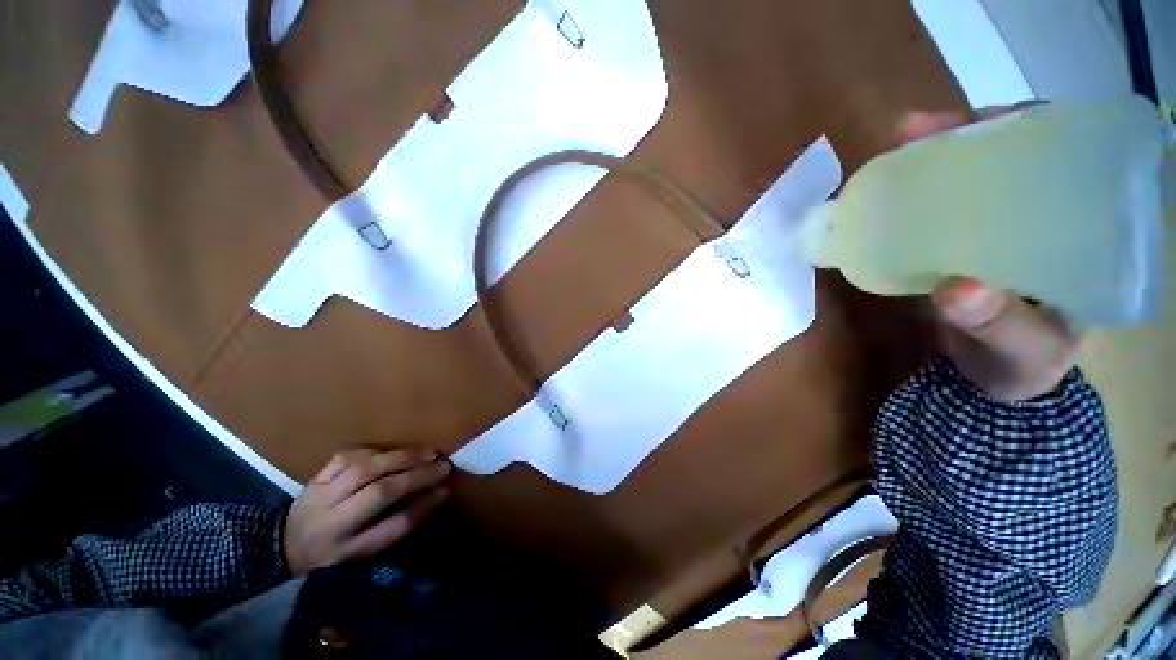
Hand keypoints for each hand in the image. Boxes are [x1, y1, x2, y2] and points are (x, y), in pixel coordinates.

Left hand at [283, 448, 450, 575]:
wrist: (282, 545)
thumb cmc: (334, 552)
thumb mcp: (366, 553)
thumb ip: (399, 525)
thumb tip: (438, 493)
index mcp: (346, 550)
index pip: (391, 528)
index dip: (423, 507)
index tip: (446, 489)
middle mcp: (332, 523)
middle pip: (379, 493)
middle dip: (417, 475)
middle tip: (443, 464)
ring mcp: (321, 496)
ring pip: (364, 470)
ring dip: (401, 457)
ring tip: (427, 452)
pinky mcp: (315, 477)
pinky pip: (347, 457)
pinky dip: (374, 451)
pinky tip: (390, 451)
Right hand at [896, 104, 1079, 400]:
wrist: (993, 380)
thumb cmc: (1022, 366)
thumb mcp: (1020, 351)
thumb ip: (997, 326)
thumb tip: (956, 290)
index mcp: (1081, 232)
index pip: (1066, 157)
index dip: (1028, 127)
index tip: (983, 119)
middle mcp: (1043, 216)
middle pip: (1010, 155)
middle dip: (965, 135)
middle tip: (916, 131)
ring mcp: (999, 227)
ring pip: (971, 176)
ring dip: (932, 159)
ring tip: (896, 148)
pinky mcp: (963, 242)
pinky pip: (942, 206)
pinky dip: (914, 193)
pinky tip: (887, 188)